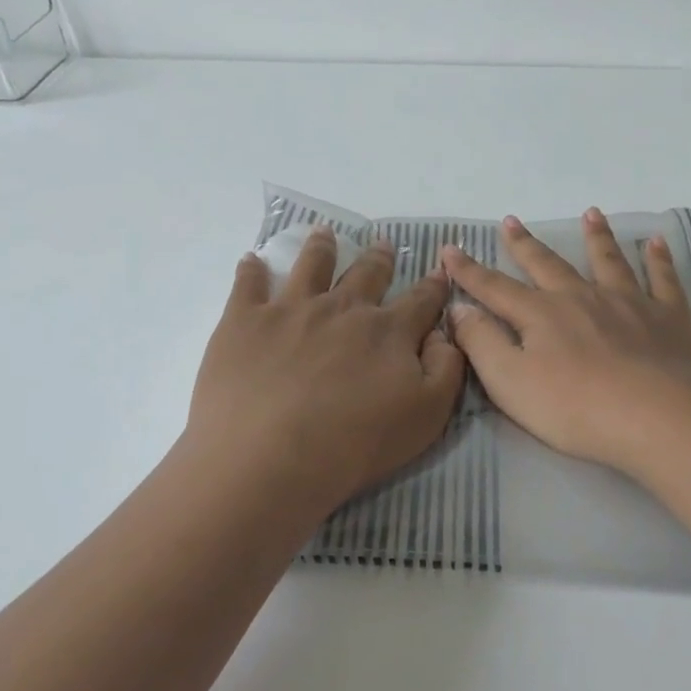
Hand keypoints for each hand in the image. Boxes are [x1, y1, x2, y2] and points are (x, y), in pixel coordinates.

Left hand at [187, 227, 465, 516]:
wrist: (271, 458)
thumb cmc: (356, 444)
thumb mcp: (428, 414)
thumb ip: (446, 368)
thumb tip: (443, 333)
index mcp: (388, 331)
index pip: (420, 300)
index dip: (434, 285)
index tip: (439, 270)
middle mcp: (342, 308)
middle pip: (366, 274)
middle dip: (379, 258)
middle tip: (382, 244)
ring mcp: (291, 309)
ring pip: (311, 266)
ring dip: (321, 247)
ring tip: (324, 233)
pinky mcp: (244, 321)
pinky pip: (248, 283)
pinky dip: (251, 269)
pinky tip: (251, 260)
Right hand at [440, 209, 690, 477]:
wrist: (659, 418)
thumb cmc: (576, 408)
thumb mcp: (510, 383)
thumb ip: (482, 343)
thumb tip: (460, 309)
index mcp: (541, 314)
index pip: (495, 288)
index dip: (469, 271)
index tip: (450, 250)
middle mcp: (582, 297)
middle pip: (548, 265)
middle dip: (525, 244)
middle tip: (511, 221)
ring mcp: (629, 303)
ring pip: (608, 261)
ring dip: (597, 237)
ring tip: (591, 213)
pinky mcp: (669, 317)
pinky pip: (663, 279)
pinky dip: (658, 259)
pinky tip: (656, 242)